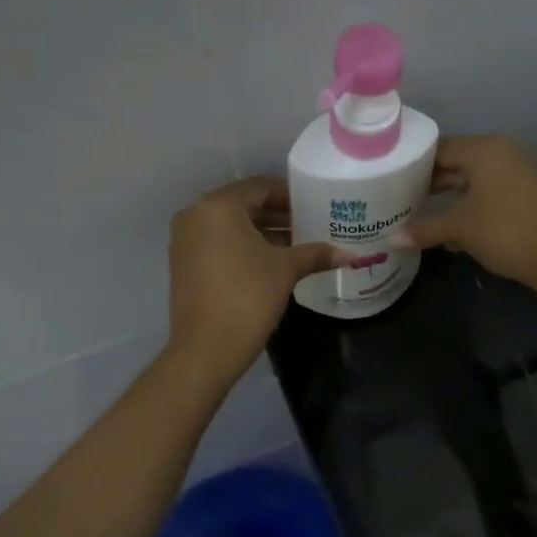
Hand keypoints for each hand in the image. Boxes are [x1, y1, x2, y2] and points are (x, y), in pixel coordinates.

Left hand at [167, 178, 346, 380]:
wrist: (206, 349)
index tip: (315, 204)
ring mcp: (185, 240)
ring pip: (231, 226)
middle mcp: (195, 215)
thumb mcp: (286, 270)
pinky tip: (271, 261)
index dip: (290, 195)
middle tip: (310, 224)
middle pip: (244, 205)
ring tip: (297, 244)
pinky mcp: (184, 264)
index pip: (260, 187)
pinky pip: (219, 243)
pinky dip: (244, 246)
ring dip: (263, 232)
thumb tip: (352, 254)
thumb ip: (317, 254)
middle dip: (278, 215)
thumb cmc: (247, 298)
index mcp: (218, 206)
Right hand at [393, 136, 536, 288]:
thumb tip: (392, 239)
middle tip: (400, 201)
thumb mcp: (459, 228)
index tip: (391, 181)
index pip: (439, 149)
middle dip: (430, 185)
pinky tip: (452, 234)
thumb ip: (424, 229)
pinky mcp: (525, 195)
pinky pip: (488, 195)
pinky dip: (469, 208)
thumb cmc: (505, 231)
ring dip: (449, 200)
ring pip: (472, 182)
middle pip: (455, 164)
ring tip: (420, 218)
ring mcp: (517, 174)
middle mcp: (502, 153)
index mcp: (484, 150)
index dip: (413, 165)